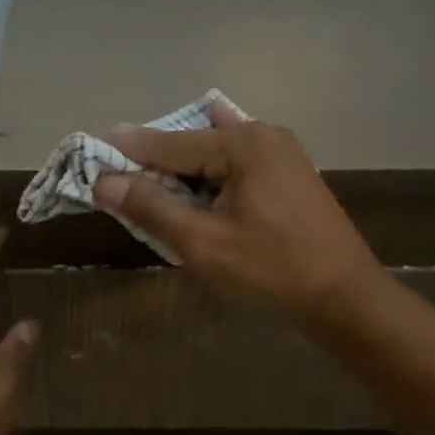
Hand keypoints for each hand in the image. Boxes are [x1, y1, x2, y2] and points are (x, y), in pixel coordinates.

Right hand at [94, 99, 383, 327]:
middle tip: (115, 174)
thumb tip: (104, 181)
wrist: (343, 297)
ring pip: (213, 154)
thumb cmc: (270, 270)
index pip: (168, 144)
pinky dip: (208, 172)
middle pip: (192, 144)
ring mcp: (282, 154)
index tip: (91, 151)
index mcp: (242, 144)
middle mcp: (263, 136)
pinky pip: (235, 164)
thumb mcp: (202, 242)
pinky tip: (195, 171)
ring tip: (146, 179)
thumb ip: (151, 207)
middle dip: (154, 161)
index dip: (127, 153)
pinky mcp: (290, 175)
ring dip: (180, 169)